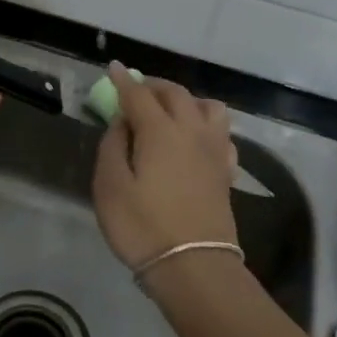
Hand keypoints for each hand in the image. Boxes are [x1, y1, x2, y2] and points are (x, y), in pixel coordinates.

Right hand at [91, 63, 238, 270]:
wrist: (194, 267)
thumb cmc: (143, 226)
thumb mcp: (110, 186)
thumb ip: (112, 146)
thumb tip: (121, 122)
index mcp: (160, 130)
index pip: (139, 94)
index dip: (123, 80)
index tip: (113, 68)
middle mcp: (191, 131)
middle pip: (176, 94)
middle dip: (153, 86)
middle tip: (135, 91)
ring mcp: (214, 151)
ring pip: (208, 107)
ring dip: (187, 101)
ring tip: (171, 112)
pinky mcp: (226, 172)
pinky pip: (221, 134)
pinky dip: (206, 127)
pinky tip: (196, 141)